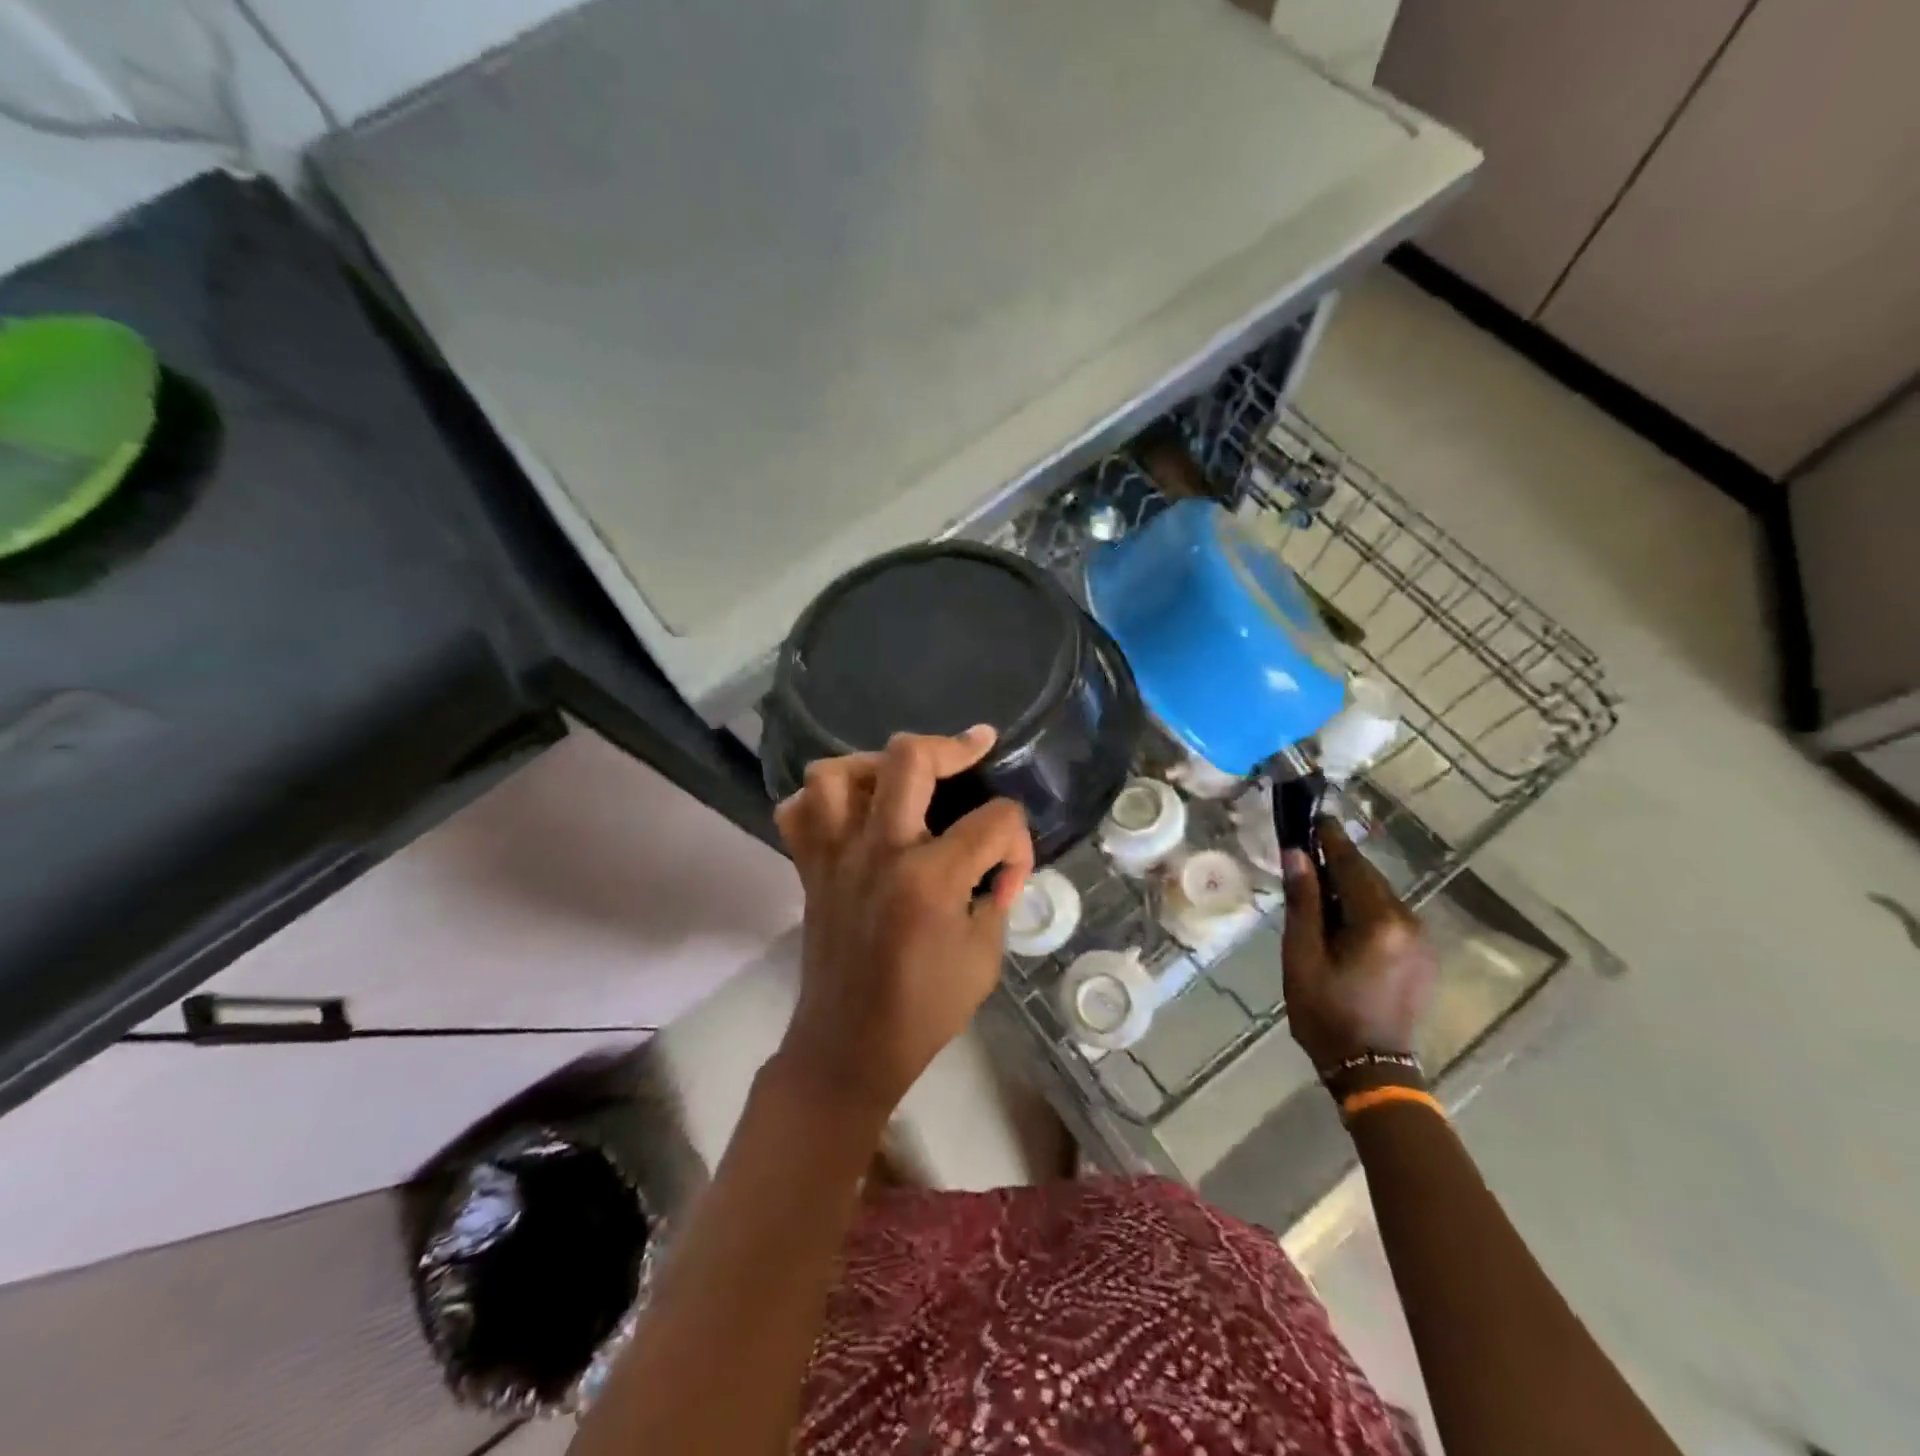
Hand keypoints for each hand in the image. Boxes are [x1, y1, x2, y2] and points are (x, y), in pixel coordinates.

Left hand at [771, 727, 1034, 1120]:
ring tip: (900, 781)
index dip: (1017, 840)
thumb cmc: (925, 1010)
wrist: (849, 1047)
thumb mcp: (984, 955)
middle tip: (975, 747)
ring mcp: (835, 856)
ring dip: (875, 764)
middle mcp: (878, 852)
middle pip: (909, 759)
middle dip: (953, 747)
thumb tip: (996, 861)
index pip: (994, 821)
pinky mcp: (809, 868)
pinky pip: (799, 811)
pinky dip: (823, 800)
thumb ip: (995, 894)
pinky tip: (852, 813)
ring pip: (836, 772)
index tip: (1011, 870)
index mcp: (931, 880)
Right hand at [1281, 820, 1436, 1069]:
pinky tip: (1342, 920)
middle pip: (1368, 879)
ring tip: (1318, 888)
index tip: (1314, 817)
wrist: (1370, 1068)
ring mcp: (1421, 942)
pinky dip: (1364, 909)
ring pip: (1379, 898)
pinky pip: (1389, 918)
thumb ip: (1304, 901)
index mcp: (1379, 921)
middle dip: (1338, 863)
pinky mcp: (1422, 958)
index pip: (1351, 866)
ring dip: (1350, 887)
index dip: (1330, 840)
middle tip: (1306, 851)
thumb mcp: (1302, 954)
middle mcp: (1409, 923)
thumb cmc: (1326, 1011)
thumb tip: (1297, 854)